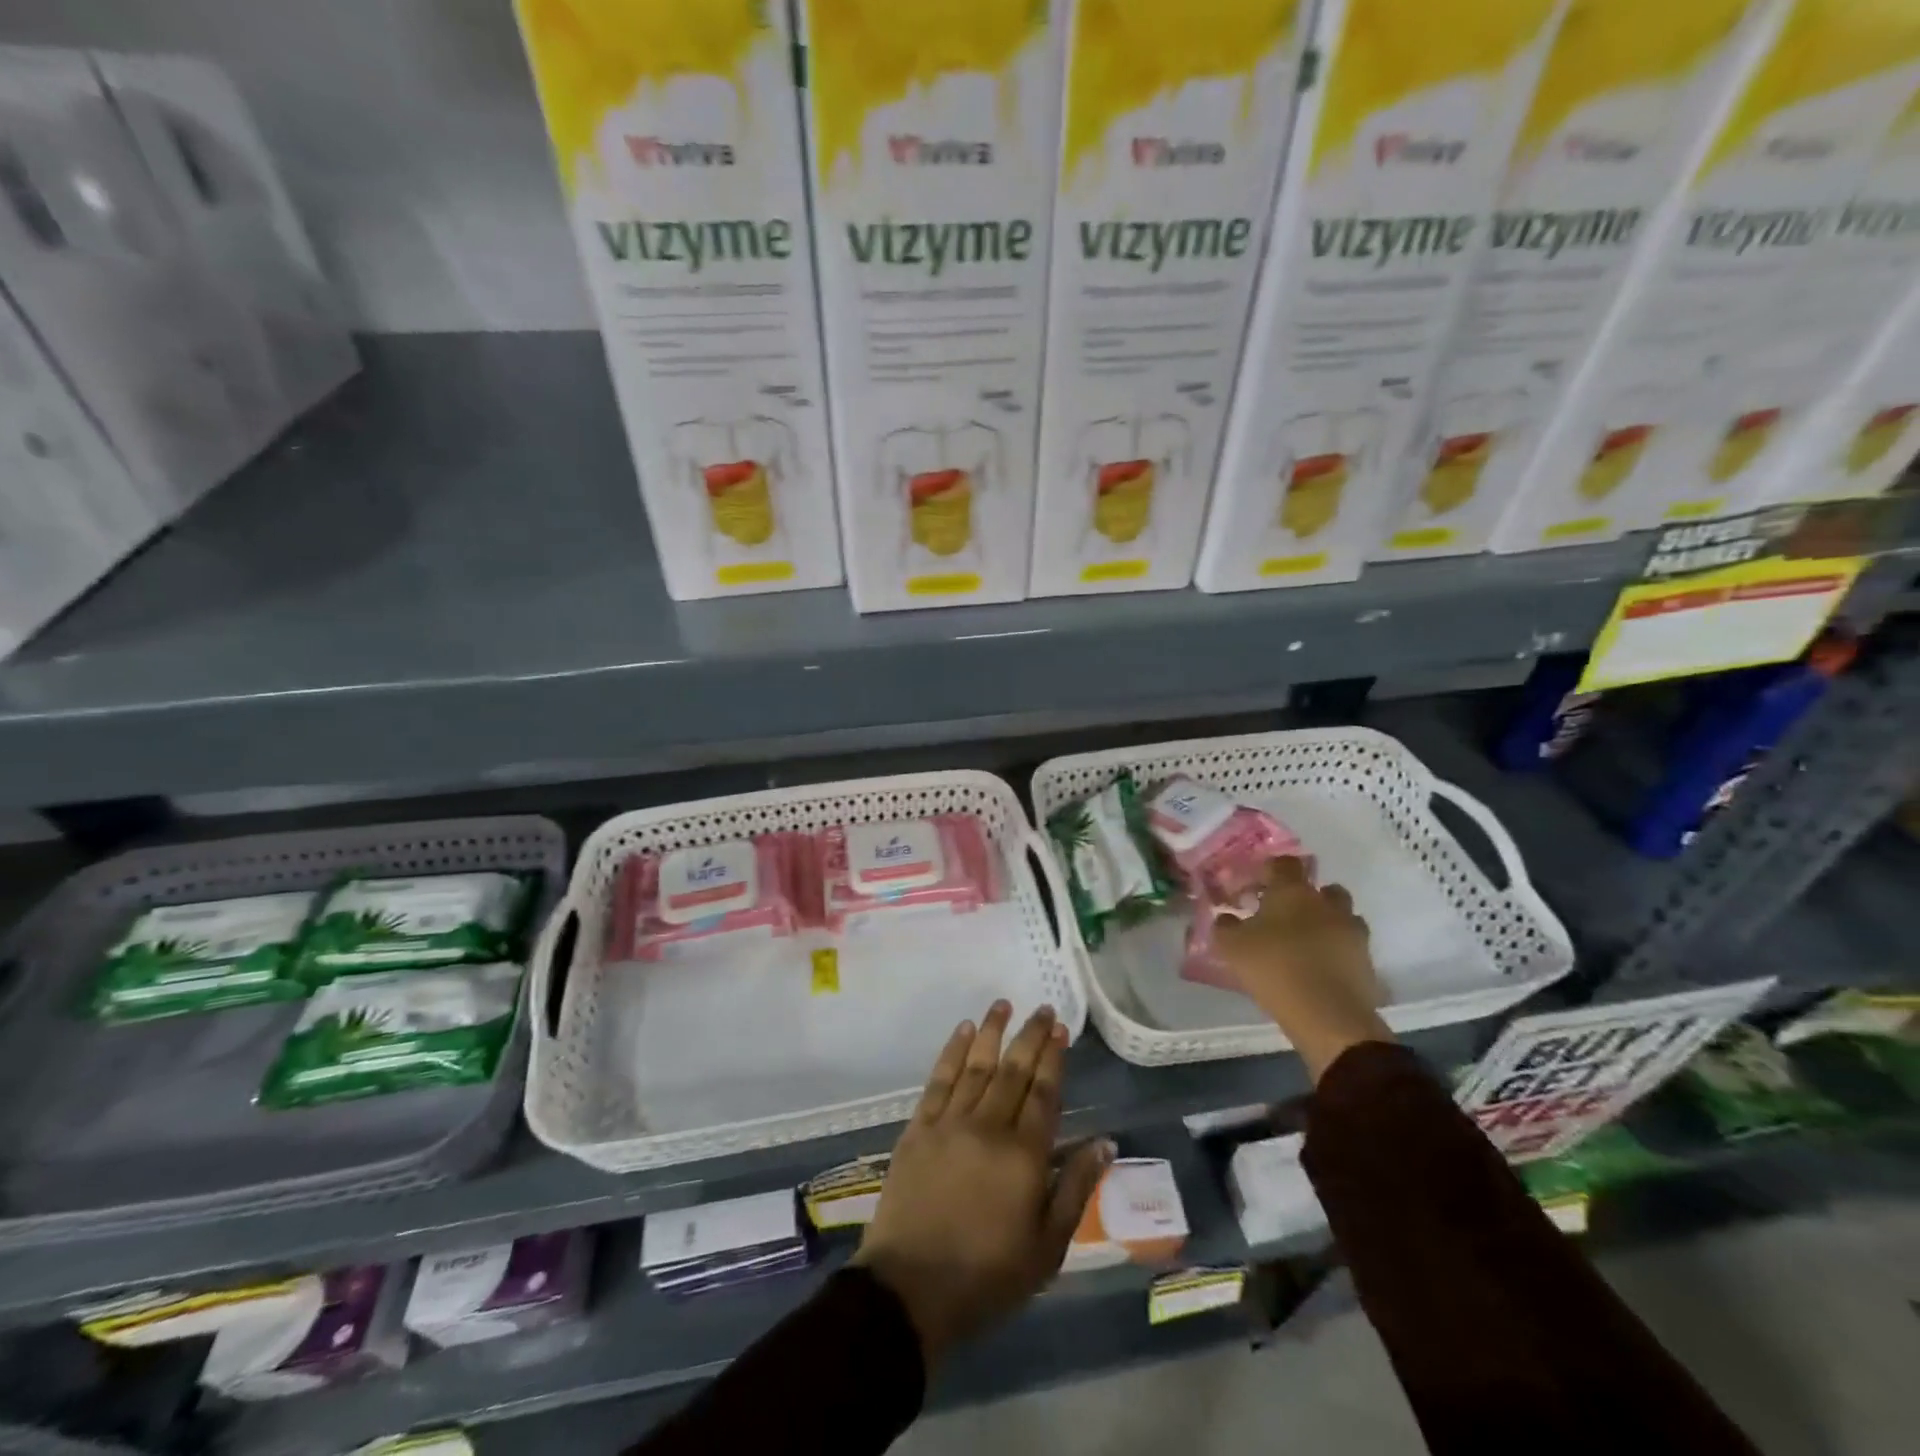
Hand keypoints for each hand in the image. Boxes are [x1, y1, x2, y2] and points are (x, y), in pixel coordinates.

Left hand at [853, 1001, 1112, 1369]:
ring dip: (992, 1032)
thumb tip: (1105, 1142)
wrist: (911, 1289)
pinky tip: (963, 1031)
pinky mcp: (918, 1128)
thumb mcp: (1047, 1247)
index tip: (1060, 1028)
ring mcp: (949, 1123)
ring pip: (976, 1065)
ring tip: (1003, 1004)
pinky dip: (952, 1051)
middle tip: (1041, 1008)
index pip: (1044, 1092)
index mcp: (1024, 1155)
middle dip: (1029, 1036)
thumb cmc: (988, 1275)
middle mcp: (988, 1126)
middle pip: (1013, 1070)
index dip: (1053, 1057)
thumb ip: (1076, 1188)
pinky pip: (938, 1079)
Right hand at [1211, 857, 1393, 1081]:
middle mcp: (1327, 904)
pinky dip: (1338, 952)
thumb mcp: (1232, 946)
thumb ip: (1225, 926)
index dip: (1270, 870)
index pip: (1285, 864)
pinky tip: (1321, 969)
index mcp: (1293, 892)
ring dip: (1327, 923)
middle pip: (1323, 889)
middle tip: (1285, 916)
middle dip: (1307, 898)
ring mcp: (1352, 932)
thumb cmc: (1274, 968)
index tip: (1256, 886)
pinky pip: (1350, 947)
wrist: (1327, 1015)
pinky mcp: (1367, 962)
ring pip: (1342, 917)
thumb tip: (1227, 917)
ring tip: (1307, 944)